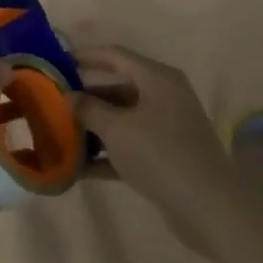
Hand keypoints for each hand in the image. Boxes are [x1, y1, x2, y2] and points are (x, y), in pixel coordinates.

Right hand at [74, 46, 234, 252]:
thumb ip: (89, 109)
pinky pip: (130, 147)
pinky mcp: (167, 157)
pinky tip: (78, 168)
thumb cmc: (159, 153)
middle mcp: (164, 96)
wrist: (207, 206)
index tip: (57, 61)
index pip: (115, 56)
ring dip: (94, 127)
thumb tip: (69, 96)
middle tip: (54, 101)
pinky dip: (107, 153)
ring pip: (123, 119)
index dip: (85, 56)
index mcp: (157, 78)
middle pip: (118, 88)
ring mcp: (167, 128)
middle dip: (86, 96)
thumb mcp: (117, 128)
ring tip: (60, 133)